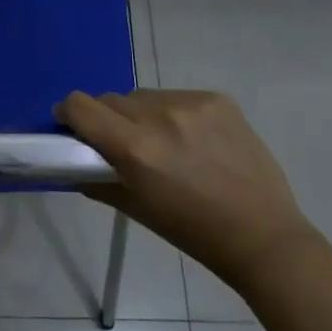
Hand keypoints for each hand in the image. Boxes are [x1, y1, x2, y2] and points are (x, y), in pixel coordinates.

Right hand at [57, 90, 314, 284]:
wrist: (263, 235)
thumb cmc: (192, 231)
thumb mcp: (136, 209)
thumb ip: (98, 179)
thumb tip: (73, 161)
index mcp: (136, 149)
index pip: (80, 106)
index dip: (68, 113)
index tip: (72, 127)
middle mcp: (160, 116)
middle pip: (111, 99)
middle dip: (107, 119)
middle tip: (123, 144)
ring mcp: (192, 104)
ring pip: (144, 96)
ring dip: (141, 114)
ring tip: (165, 143)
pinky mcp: (217, 99)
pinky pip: (177, 96)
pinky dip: (174, 113)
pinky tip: (193, 139)